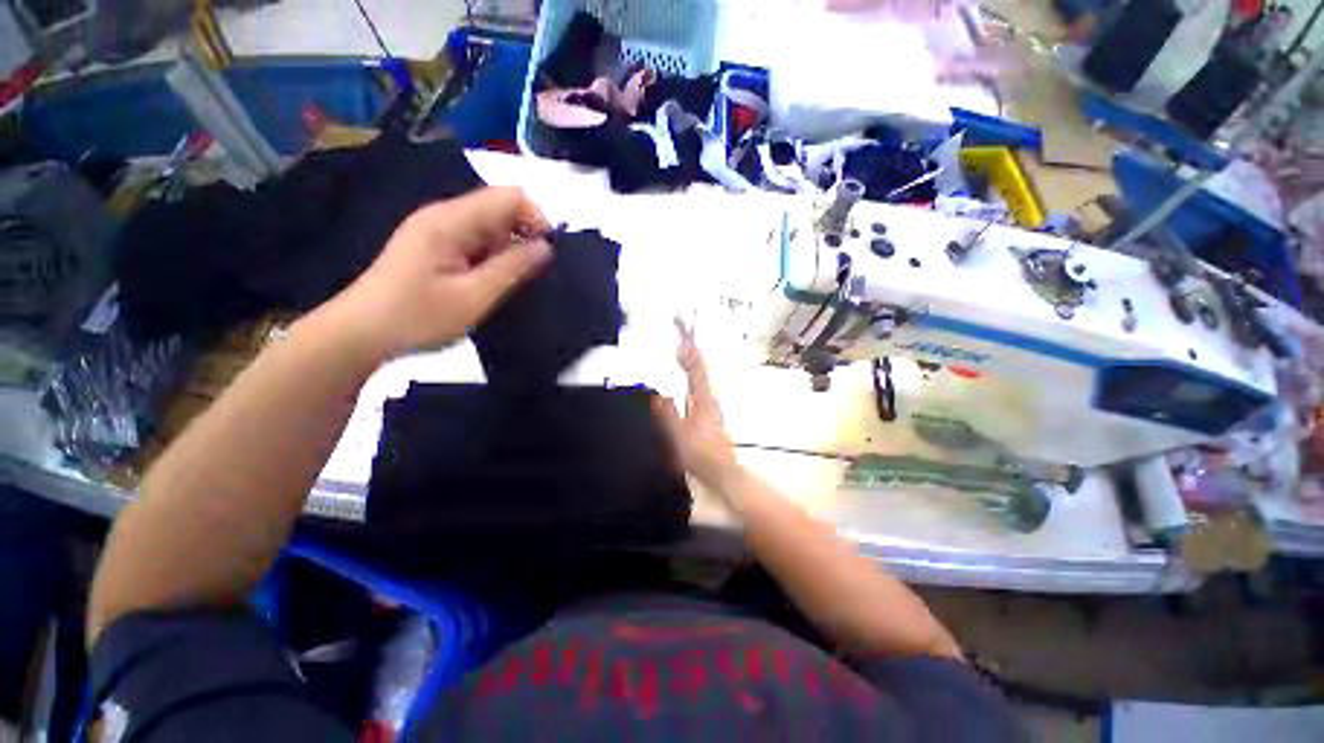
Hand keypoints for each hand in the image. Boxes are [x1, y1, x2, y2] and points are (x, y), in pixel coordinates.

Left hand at [321, 187, 551, 359]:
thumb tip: (547, 246)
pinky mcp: (436, 245)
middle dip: (524, 237)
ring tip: (509, 285)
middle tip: (529, 277)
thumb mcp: (474, 296)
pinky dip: (494, 258)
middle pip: (501, 209)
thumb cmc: (418, 317)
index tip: (547, 255)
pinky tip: (491, 283)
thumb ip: (512, 268)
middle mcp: (445, 216)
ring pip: (491, 227)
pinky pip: (477, 241)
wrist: (361, 333)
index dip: (536, 219)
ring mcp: (438, 230)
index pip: (509, 196)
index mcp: (451, 220)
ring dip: (509, 251)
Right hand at [652, 319, 740, 489]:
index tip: (681, 326)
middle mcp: (709, 398)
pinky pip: (697, 389)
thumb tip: (658, 393)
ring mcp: (710, 407)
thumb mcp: (678, 433)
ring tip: (680, 350)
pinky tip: (685, 382)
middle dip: (689, 348)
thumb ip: (667, 412)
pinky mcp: (708, 416)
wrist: (723, 473)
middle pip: (699, 367)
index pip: (695, 365)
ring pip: (700, 377)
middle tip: (679, 331)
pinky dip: (690, 378)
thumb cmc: (702, 453)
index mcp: (703, 398)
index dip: (688, 344)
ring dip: (690, 362)